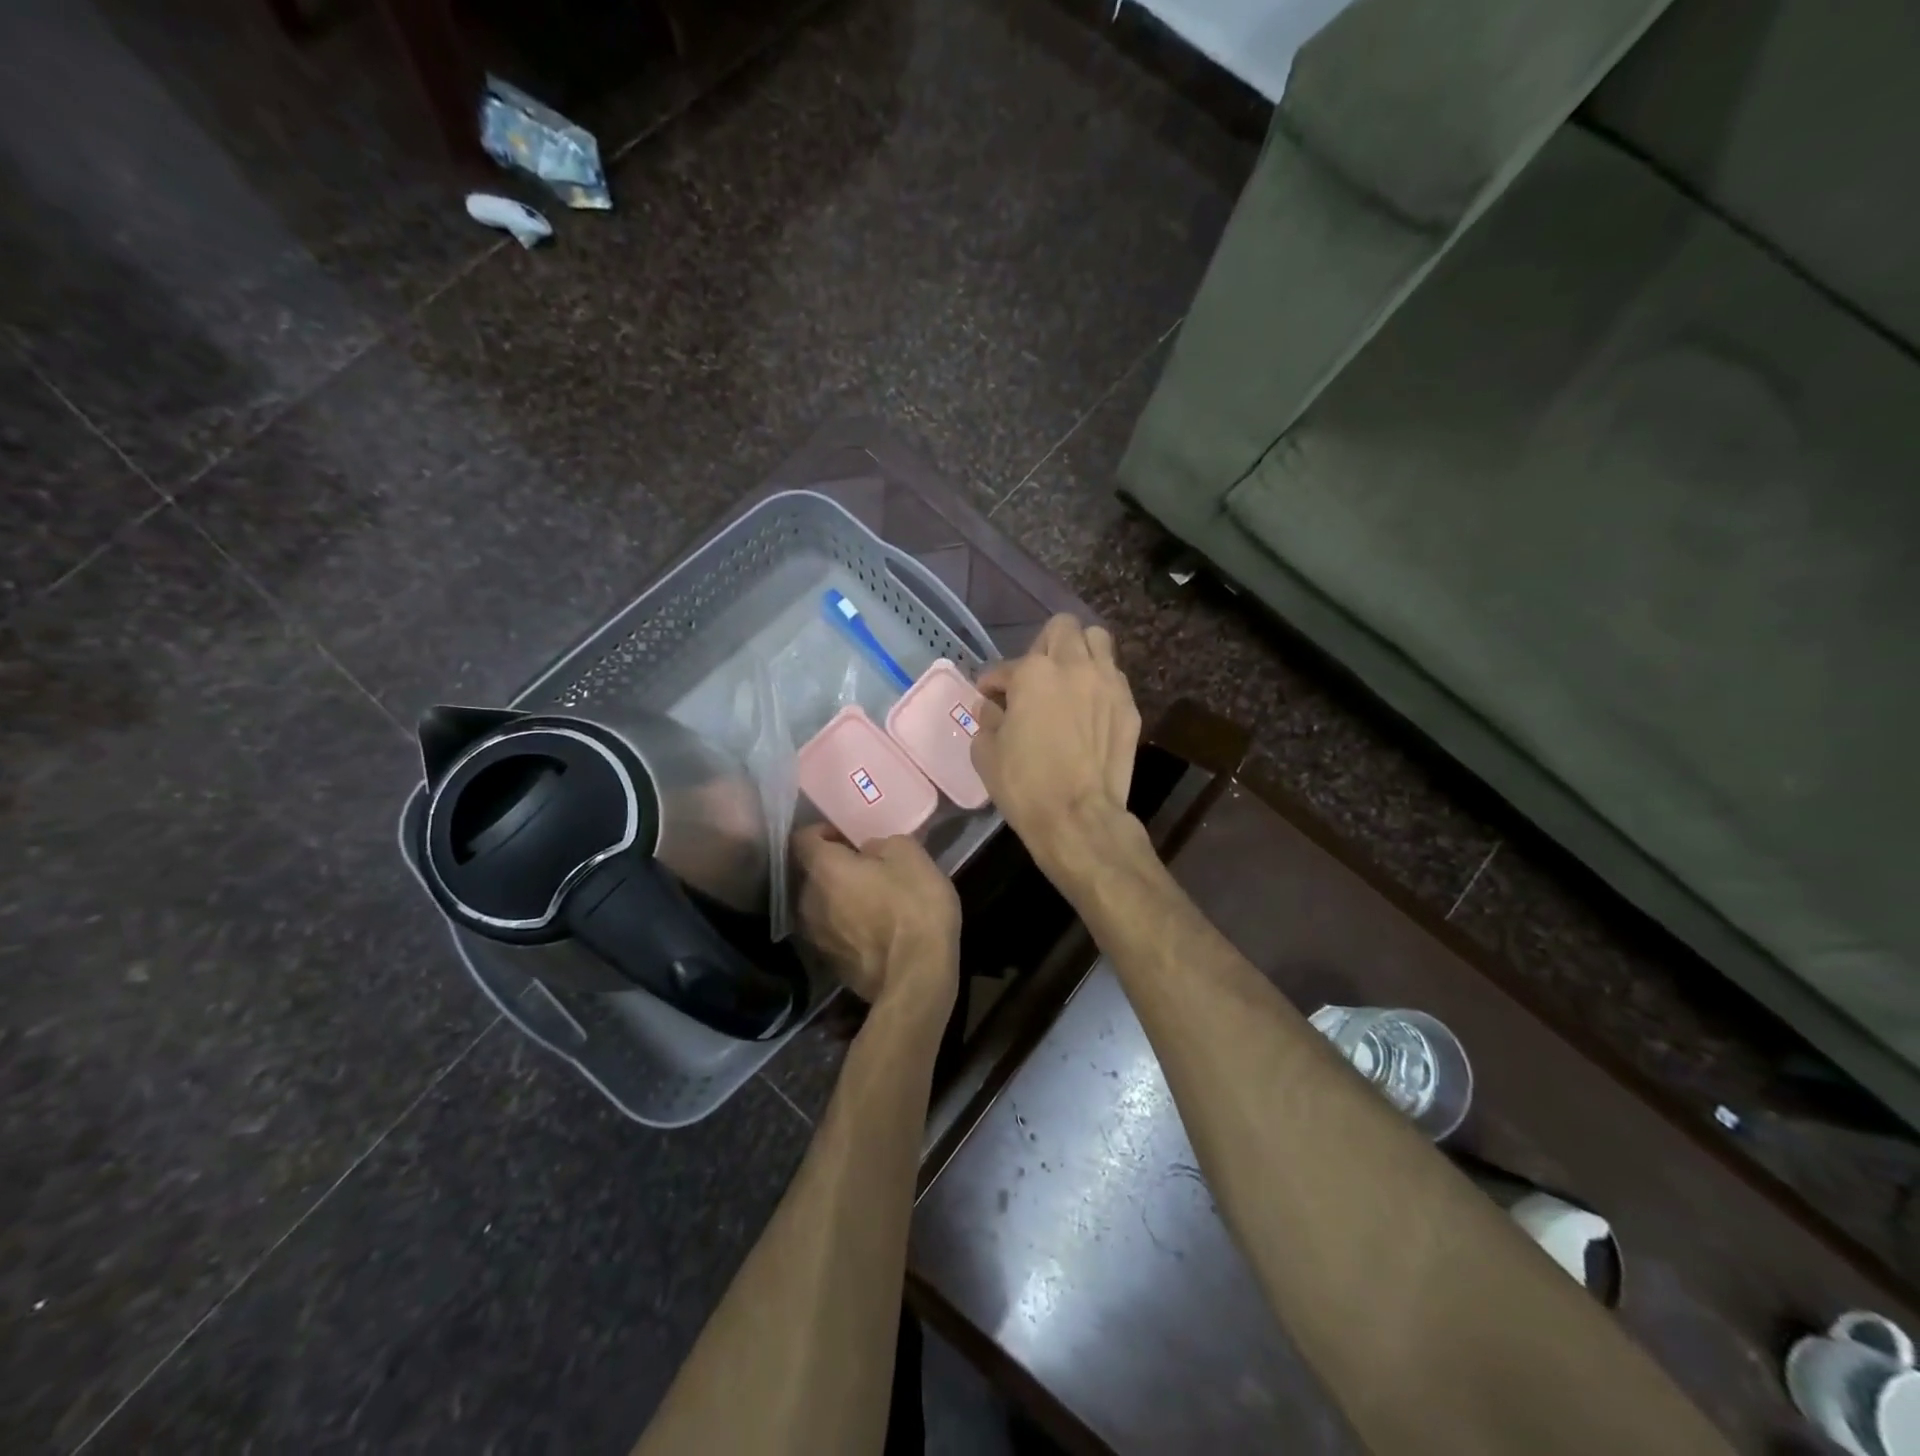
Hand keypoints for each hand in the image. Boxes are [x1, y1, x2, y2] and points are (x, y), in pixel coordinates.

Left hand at [793, 826, 960, 1014]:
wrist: (916, 977)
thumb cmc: (913, 906)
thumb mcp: (910, 855)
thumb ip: (881, 843)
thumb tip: (868, 851)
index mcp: (823, 869)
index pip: (802, 838)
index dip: (823, 831)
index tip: (849, 835)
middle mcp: (808, 900)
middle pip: (811, 873)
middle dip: (834, 867)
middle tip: (866, 866)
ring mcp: (816, 937)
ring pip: (821, 905)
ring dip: (840, 898)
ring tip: (873, 899)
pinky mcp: (830, 964)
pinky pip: (834, 932)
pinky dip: (848, 926)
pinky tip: (876, 930)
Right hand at [971, 614, 1141, 874]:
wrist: (1078, 817)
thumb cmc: (1025, 785)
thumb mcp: (986, 752)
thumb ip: (987, 720)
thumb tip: (990, 707)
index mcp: (1033, 673)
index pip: (1005, 667)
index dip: (993, 682)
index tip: (988, 696)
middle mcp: (1074, 666)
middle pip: (1063, 628)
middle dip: (1044, 645)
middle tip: (1034, 674)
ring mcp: (1108, 683)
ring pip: (1098, 640)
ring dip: (1080, 651)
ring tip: (1068, 677)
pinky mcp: (1129, 707)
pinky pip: (1114, 676)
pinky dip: (1099, 682)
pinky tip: (1088, 706)